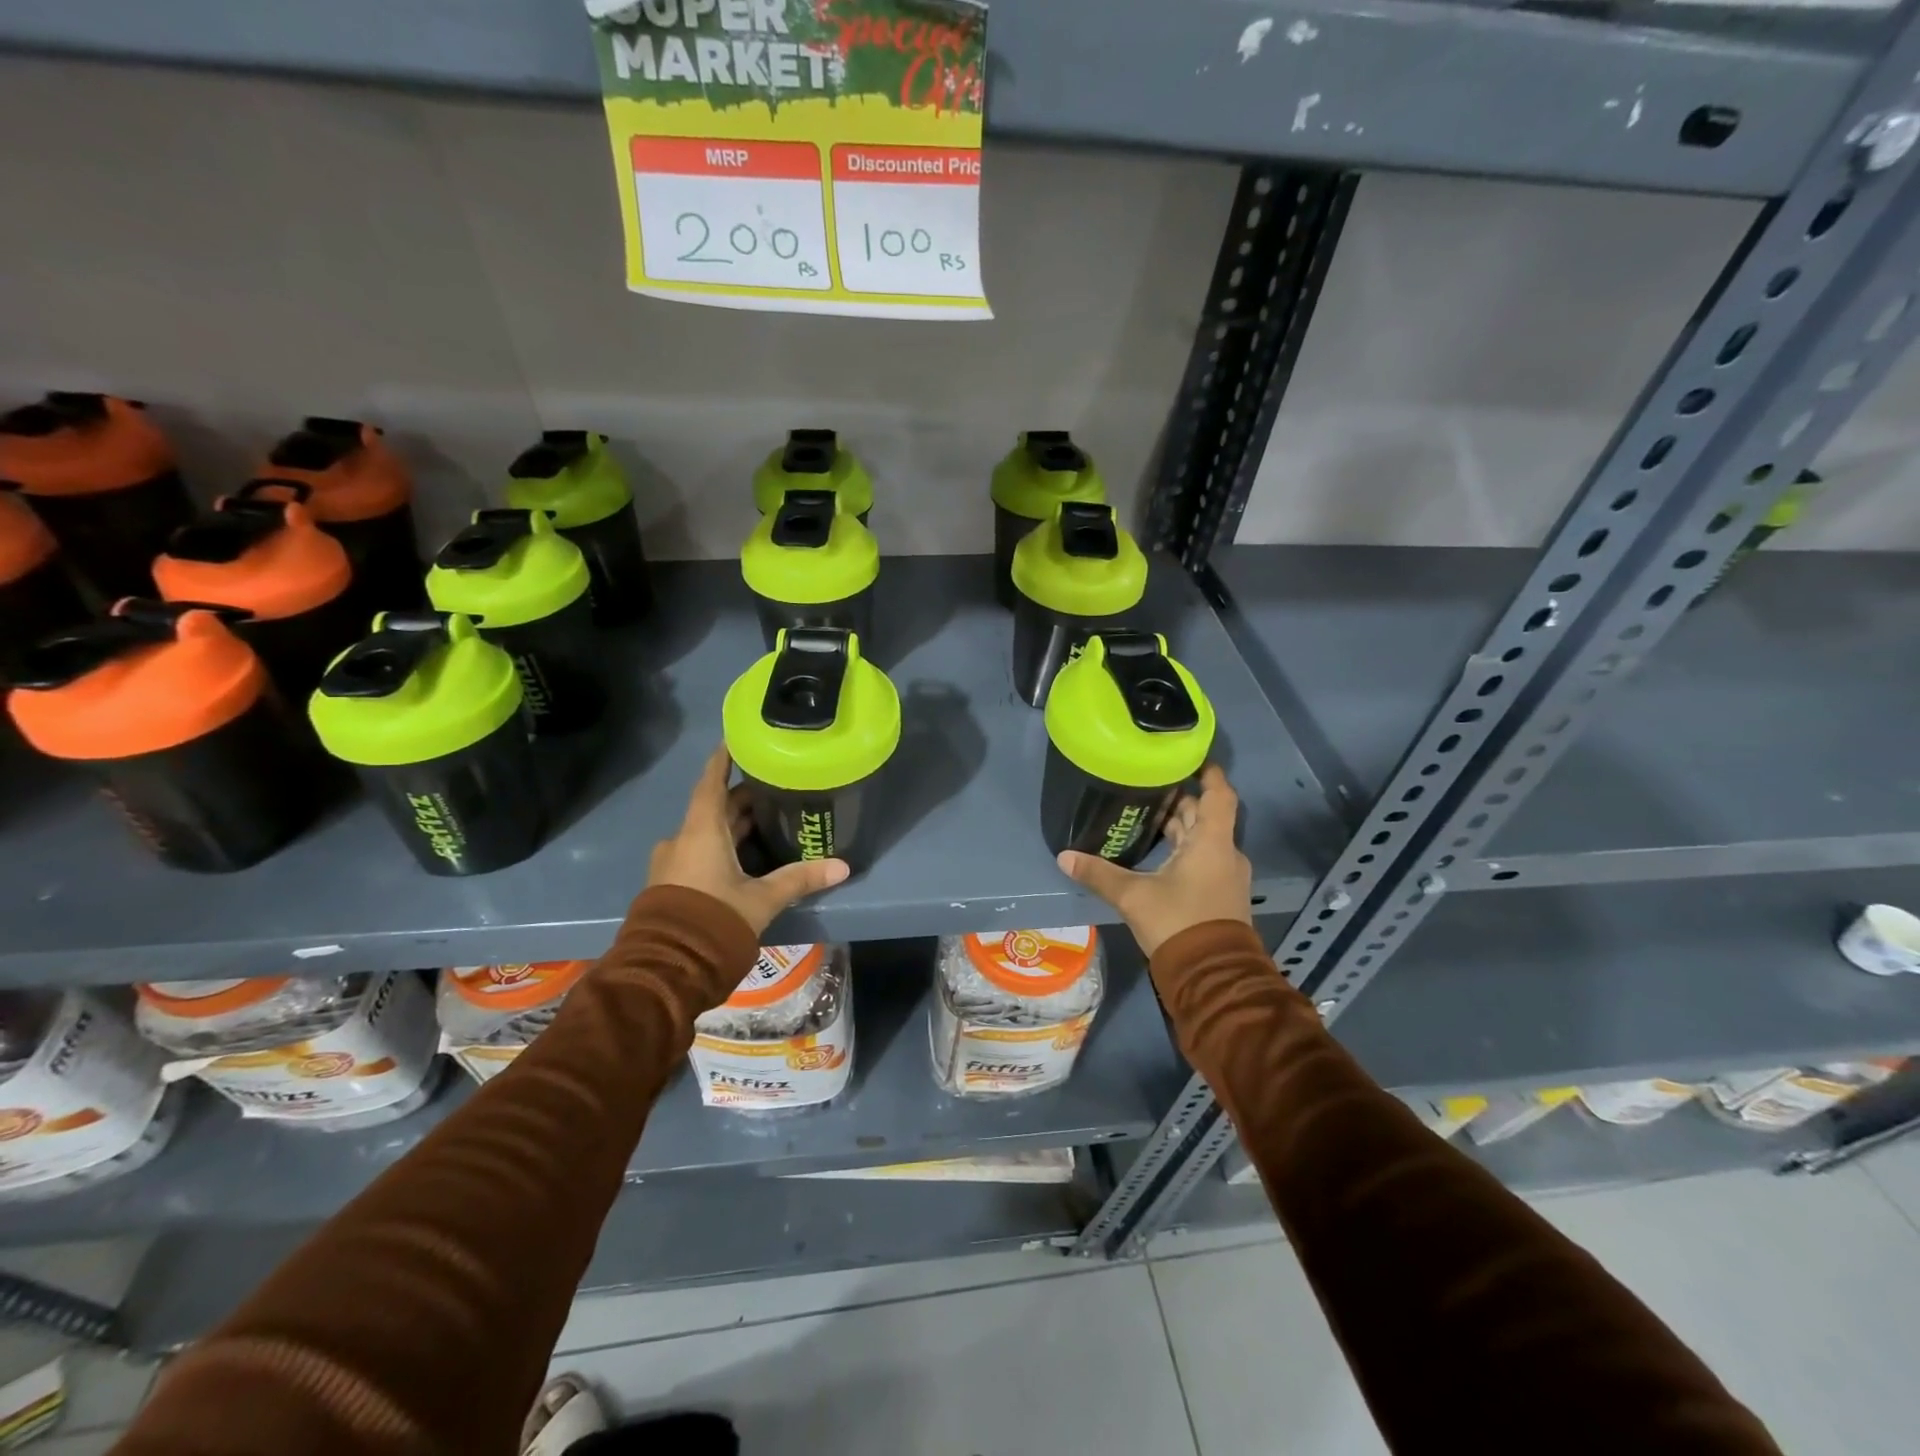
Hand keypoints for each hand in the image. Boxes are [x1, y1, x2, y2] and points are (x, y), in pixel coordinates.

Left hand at [648, 745, 848, 933]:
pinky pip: (699, 852)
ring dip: (733, 826)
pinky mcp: (671, 884)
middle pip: (714, 808)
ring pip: (707, 832)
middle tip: (774, 788)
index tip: (736, 739)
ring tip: (766, 820)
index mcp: (701, 831)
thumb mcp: (762, 899)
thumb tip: (843, 866)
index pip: (711, 782)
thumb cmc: (714, 919)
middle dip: (742, 799)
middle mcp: (682, 839)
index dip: (723, 760)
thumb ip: (800, 879)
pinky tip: (745, 856)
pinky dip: (722, 846)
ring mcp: (672, 863)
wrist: (667, 968)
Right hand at [1056, 764, 1252, 955]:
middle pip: (1205, 815)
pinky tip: (1156, 852)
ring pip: (1202, 838)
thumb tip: (1064, 857)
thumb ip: (1099, 874)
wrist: (1212, 976)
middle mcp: (1224, 853)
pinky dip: (1183, 848)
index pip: (1218, 795)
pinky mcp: (1219, 894)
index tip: (1189, 758)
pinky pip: (1203, 858)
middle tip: (1148, 785)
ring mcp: (1225, 875)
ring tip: (1145, 814)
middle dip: (1179, 800)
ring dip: (1180, 827)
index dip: (1208, 773)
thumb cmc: (1178, 923)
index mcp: (1211, 843)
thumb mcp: (1133, 896)